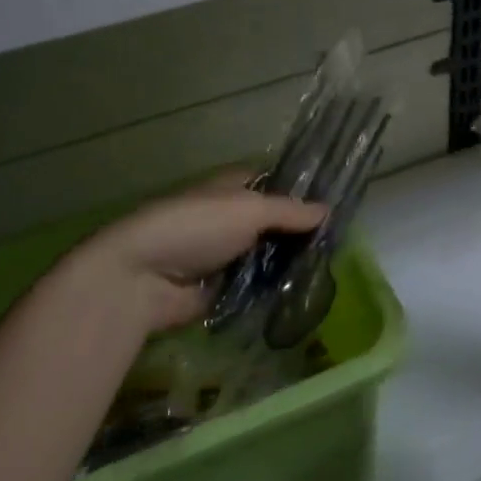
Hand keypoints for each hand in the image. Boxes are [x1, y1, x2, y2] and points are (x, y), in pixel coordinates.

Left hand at [55, 177, 327, 336]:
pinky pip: (255, 287)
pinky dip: (273, 291)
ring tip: (329, 274)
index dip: (304, 193)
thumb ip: (289, 211)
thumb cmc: (195, 227)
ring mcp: (225, 254)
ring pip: (268, 257)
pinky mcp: (221, 289)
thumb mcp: (248, 209)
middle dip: (302, 234)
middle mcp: (230, 217)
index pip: (276, 184)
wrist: (140, 278)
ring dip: (290, 265)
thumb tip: (328, 210)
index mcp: (234, 187)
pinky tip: (303, 296)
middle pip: (275, 223)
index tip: (339, 207)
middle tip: (340, 247)